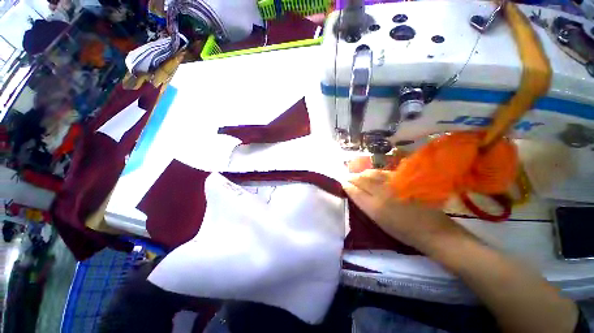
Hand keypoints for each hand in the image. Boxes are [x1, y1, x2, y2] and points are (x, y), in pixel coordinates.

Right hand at [343, 169, 475, 256]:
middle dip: (351, 177)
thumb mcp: (379, 222)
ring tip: (357, 175)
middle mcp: (382, 193)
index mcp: (374, 207)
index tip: (342, 183)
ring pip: (371, 174)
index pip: (355, 192)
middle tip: (346, 177)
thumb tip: (355, 193)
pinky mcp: (403, 180)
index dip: (346, 186)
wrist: (432, 230)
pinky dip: (374, 172)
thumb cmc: (403, 232)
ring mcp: (393, 185)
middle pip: (361, 180)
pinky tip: (371, 173)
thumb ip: (365, 206)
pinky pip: (383, 173)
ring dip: (361, 173)